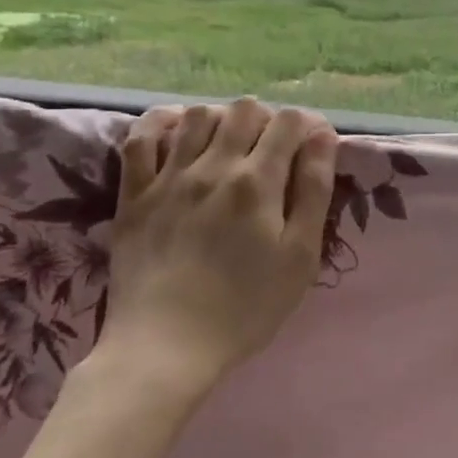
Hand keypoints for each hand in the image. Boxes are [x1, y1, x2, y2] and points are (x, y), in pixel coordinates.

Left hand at [87, 99, 337, 414]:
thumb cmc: (246, 308)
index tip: (314, 147)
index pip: (289, 122)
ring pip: (198, 114)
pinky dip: (162, 123)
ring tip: (231, 145)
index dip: (308, 125)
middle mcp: (213, 167)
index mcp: (258, 183)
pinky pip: (140, 138)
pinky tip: (178, 132)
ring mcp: (168, 178)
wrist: (165, 348)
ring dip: (223, 118)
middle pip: (245, 109)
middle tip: (275, 151)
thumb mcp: (301, 257)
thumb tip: (323, 138)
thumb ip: (315, 191)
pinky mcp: (133, 194)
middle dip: (269, 120)